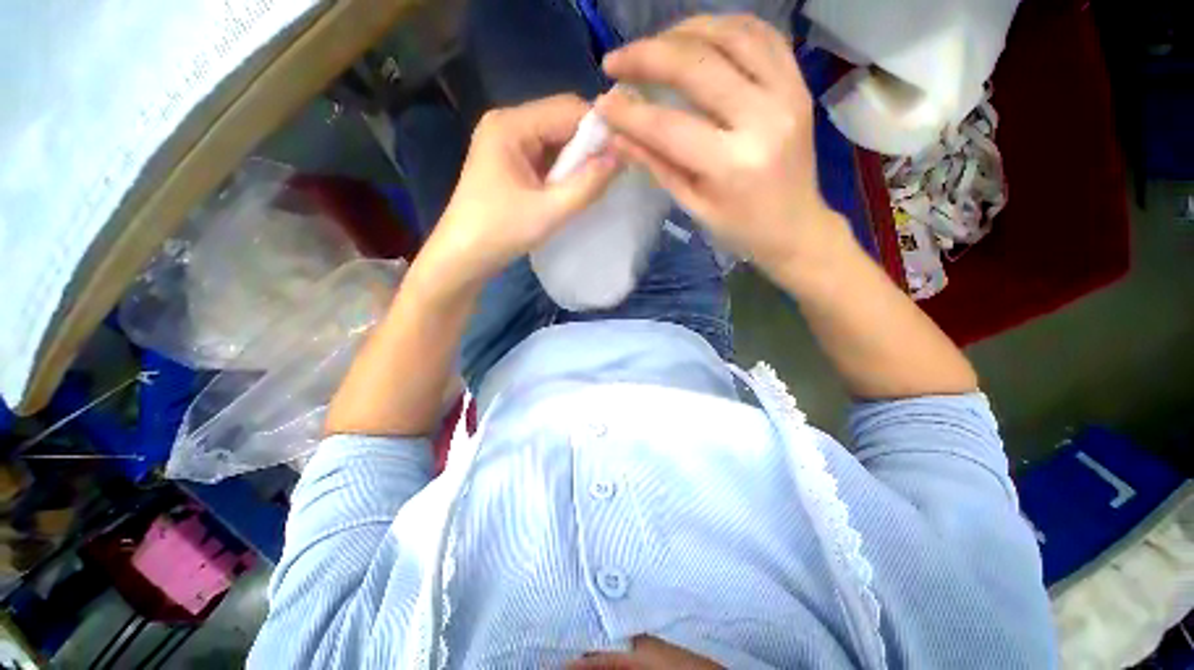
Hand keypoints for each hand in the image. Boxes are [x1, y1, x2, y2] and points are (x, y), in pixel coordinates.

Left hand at [411, 94, 618, 299]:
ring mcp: (506, 143)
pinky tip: (572, 189)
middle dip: (588, 146)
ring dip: (576, 161)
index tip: (623, 154)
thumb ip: (587, 184)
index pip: (567, 108)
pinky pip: (545, 157)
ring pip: (555, 141)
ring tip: (593, 185)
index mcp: (511, 125)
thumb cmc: (500, 233)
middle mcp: (507, 124)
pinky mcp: (509, 163)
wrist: (462, 258)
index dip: (599, 128)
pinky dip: (563, 171)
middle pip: (561, 121)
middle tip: (610, 174)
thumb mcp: (550, 211)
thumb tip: (620, 157)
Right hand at [596, 15, 843, 278]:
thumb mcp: (693, 205)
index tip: (602, 103)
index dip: (630, 113)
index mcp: (733, 164)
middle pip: (697, 65)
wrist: (795, 226)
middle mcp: (764, 118)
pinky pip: (761, 35)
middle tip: (616, 60)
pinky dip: (723, 27)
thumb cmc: (740, 228)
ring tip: (653, 45)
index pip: (669, 126)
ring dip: (683, 31)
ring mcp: (788, 93)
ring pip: (731, 34)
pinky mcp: (798, 83)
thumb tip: (617, 136)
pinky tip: (697, 37)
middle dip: (647, 56)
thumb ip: (657, 165)